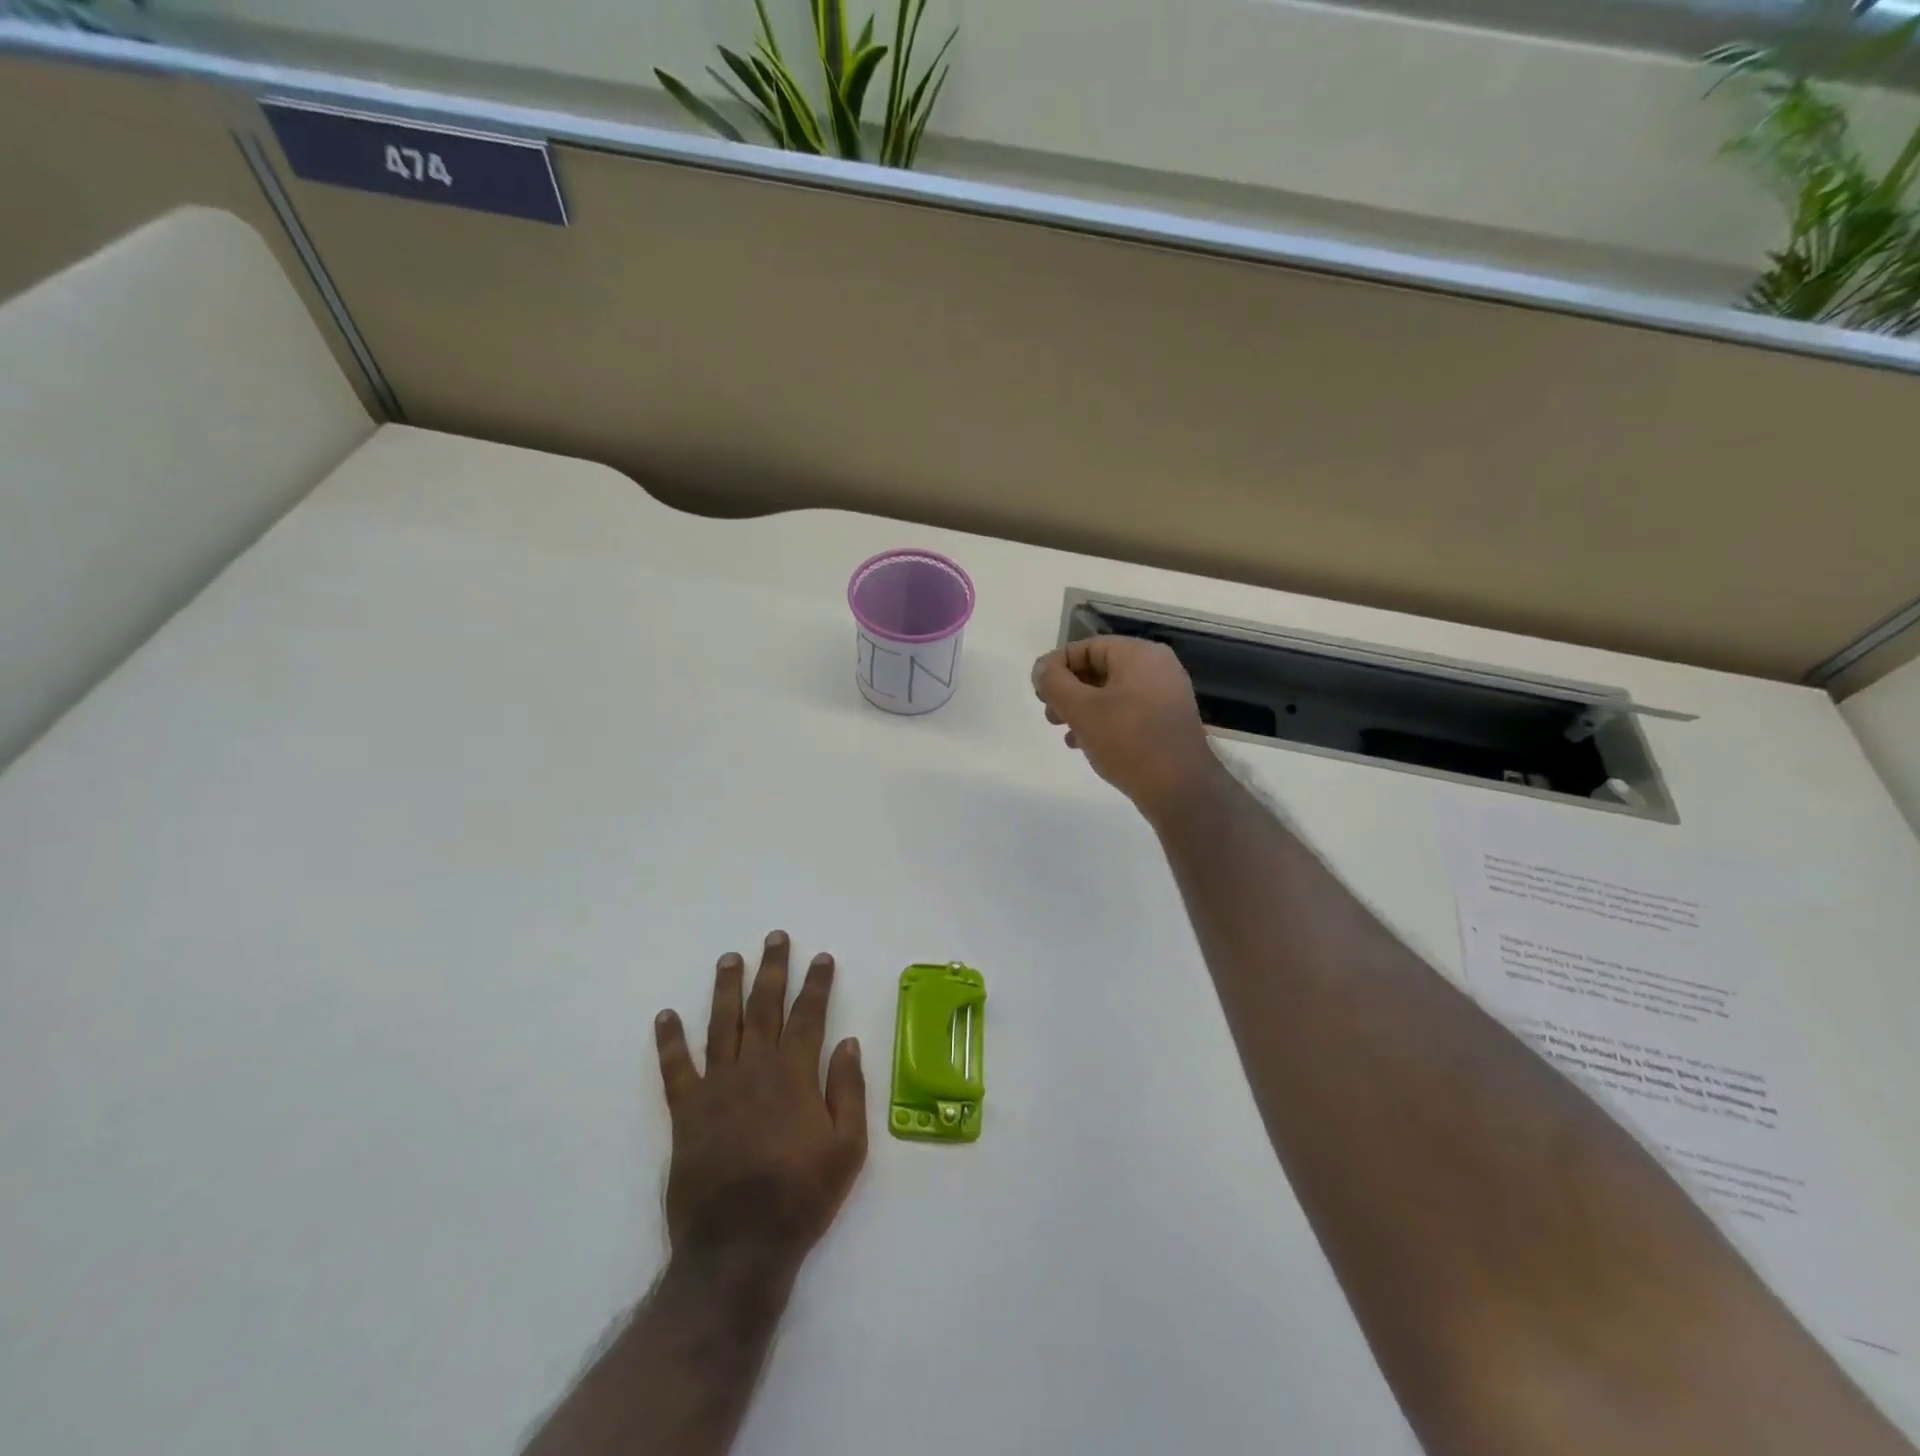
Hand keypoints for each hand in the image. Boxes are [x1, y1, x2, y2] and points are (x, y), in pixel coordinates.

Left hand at [653, 931, 866, 1286]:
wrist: (738, 1247)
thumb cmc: (801, 1196)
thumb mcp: (847, 1148)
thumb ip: (848, 1091)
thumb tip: (848, 1043)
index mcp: (794, 1075)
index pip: (808, 1016)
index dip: (816, 984)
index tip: (821, 957)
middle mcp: (754, 1068)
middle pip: (765, 1006)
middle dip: (772, 969)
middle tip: (775, 938)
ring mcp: (717, 1087)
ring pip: (722, 1024)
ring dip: (726, 988)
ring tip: (730, 958)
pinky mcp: (686, 1112)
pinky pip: (675, 1068)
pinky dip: (669, 1040)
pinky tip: (665, 1015)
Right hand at [1032, 636, 1221, 821]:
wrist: (1180, 788)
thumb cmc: (1127, 740)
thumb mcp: (1081, 709)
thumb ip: (1054, 682)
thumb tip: (1041, 668)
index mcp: (1139, 654)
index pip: (1087, 647)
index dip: (1056, 666)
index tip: (1038, 692)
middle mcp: (1157, 668)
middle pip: (1099, 669)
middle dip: (1068, 690)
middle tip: (1049, 714)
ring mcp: (1166, 695)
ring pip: (1112, 693)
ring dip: (1082, 709)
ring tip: (1063, 732)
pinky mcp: (1167, 722)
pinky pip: (1127, 712)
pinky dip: (1103, 722)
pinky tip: (1085, 744)